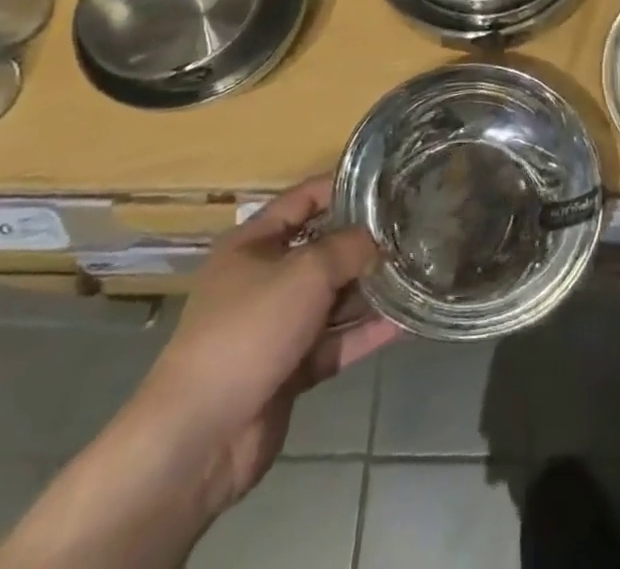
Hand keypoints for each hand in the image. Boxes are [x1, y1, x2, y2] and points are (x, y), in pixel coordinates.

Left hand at [118, 178, 398, 514]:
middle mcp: (263, 279)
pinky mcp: (289, 369)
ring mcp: (276, 326)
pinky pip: (334, 341)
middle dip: (365, 243)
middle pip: (323, 250)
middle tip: (415, 230)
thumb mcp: (306, 272)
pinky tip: (405, 323)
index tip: (389, 183)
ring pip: (332, 298)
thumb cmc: (248, 331)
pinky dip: (364, 333)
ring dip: (370, 290)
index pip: (304, 200)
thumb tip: (380, 239)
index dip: (344, 187)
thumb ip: (349, 247)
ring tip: (419, 272)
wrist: (200, 438)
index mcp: (253, 244)